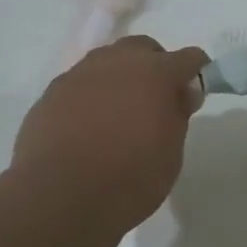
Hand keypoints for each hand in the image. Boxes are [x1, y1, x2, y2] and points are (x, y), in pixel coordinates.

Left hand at [11, 35, 208, 232]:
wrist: (59, 197)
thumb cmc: (129, 179)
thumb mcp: (171, 154)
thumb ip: (178, 115)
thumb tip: (180, 94)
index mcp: (155, 73)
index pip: (188, 58)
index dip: (195, 73)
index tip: (192, 96)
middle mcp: (117, 62)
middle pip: (143, 49)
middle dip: (154, 66)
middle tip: (155, 101)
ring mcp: (79, 74)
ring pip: (107, 62)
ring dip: (118, 78)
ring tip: (118, 114)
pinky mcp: (51, 93)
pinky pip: (79, 85)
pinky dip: (89, 97)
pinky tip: (87, 127)